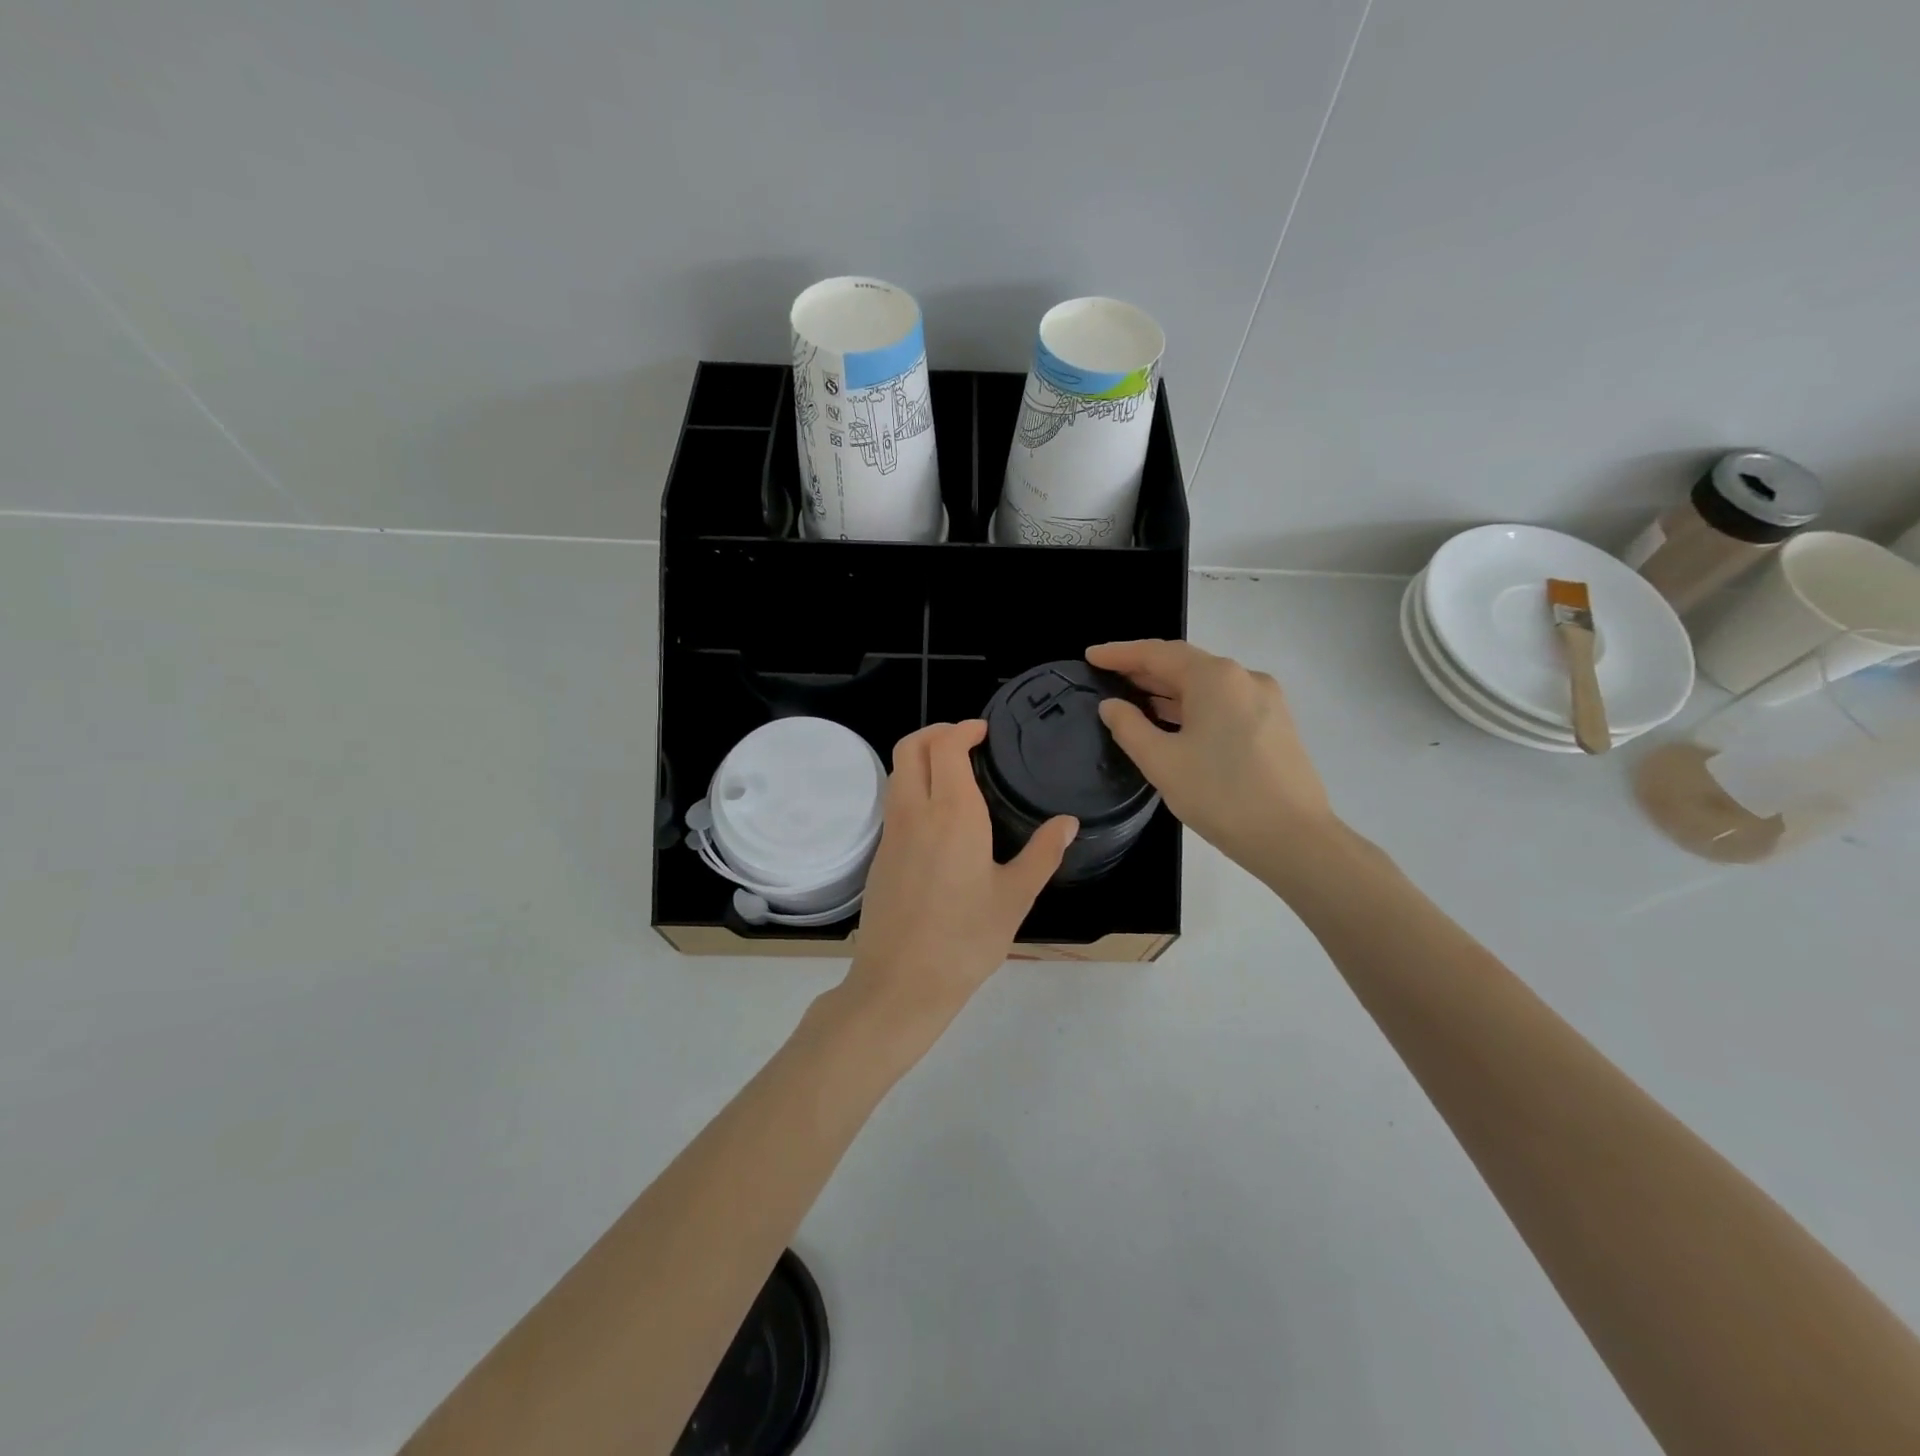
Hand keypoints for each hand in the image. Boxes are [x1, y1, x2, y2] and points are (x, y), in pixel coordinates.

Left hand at [835, 721, 1076, 1054]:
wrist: (901, 982)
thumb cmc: (966, 940)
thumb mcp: (1015, 897)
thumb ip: (1042, 854)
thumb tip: (1067, 823)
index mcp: (952, 813)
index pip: (946, 746)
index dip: (963, 729)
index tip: (984, 731)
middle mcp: (915, 812)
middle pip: (910, 747)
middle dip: (936, 732)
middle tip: (966, 741)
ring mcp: (891, 832)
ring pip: (897, 773)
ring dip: (921, 757)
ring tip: (954, 773)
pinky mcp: (880, 854)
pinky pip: (894, 801)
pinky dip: (912, 786)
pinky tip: (939, 816)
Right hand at [1087, 639, 1338, 876]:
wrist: (1294, 838)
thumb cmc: (1221, 795)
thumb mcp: (1161, 762)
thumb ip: (1129, 727)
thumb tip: (1111, 705)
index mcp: (1215, 677)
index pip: (1157, 653)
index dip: (1120, 654)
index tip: (1090, 656)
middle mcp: (1244, 678)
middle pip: (1185, 664)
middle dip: (1144, 670)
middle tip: (1107, 677)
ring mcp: (1265, 701)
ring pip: (1206, 686)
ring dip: (1169, 690)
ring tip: (1133, 699)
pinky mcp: (1275, 725)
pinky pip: (1224, 704)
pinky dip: (1193, 706)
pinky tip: (1173, 722)